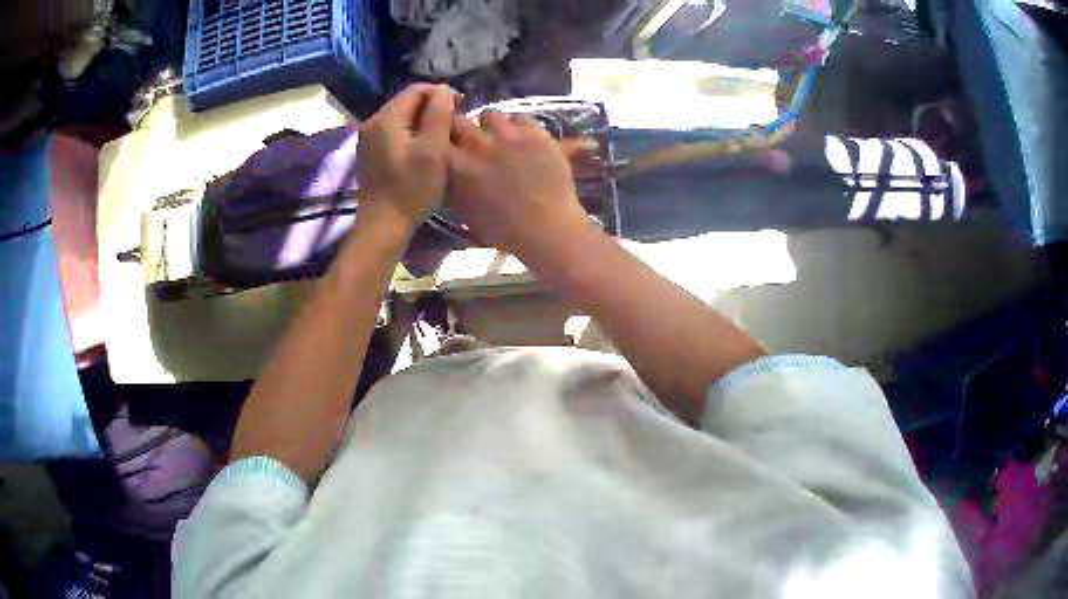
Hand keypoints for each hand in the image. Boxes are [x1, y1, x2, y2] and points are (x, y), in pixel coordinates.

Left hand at [356, 84, 454, 233]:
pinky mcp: (368, 155)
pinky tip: (422, 150)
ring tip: (441, 136)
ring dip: (421, 121)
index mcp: (386, 118)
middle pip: (406, 102)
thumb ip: (439, 114)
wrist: (382, 226)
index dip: (440, 93)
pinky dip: (410, 134)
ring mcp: (367, 140)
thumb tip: (444, 90)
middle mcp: (372, 123)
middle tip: (453, 123)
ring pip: (400, 118)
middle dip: (431, 107)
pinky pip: (393, 133)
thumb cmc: (411, 189)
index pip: (415, 90)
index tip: (461, 106)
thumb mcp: (433, 150)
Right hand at [447, 110, 589, 256]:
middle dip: (463, 128)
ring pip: (490, 115)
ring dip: (492, 126)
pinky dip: (519, 126)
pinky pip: (520, 117)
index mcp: (455, 165)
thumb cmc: (501, 229)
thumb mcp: (463, 210)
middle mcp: (476, 144)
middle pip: (459, 120)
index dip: (444, 140)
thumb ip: (451, 184)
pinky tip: (524, 139)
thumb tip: (447, 169)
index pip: (438, 138)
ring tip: (501, 138)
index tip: (449, 146)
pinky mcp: (533, 132)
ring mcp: (506, 135)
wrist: (545, 227)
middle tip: (473, 141)